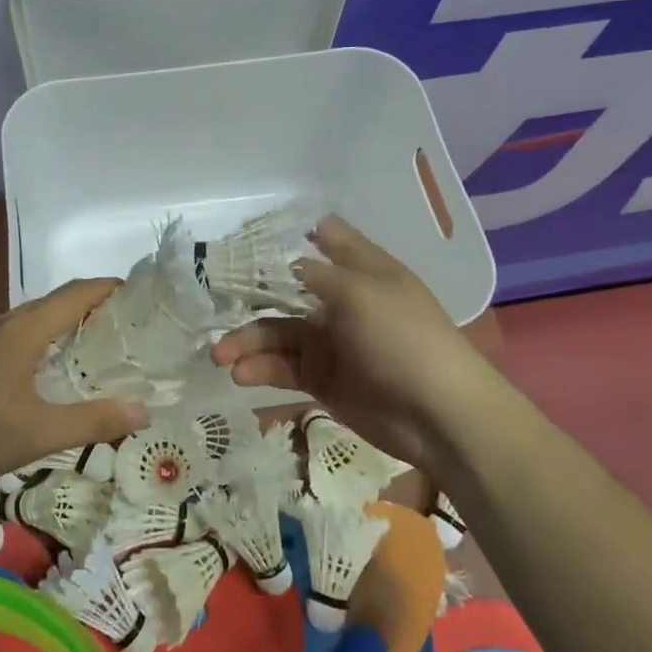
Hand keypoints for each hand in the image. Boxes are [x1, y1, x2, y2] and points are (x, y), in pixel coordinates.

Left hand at [0, 279, 149, 506]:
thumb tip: (144, 411)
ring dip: (63, 325)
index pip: (75, 293)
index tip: (139, 293)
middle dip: (90, 307)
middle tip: (126, 326)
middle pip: (53, 303)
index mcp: (22, 330)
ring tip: (95, 347)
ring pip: (31, 321)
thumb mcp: (40, 433)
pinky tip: (48, 373)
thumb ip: (94, 420)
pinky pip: (14, 338)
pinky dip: (41, 343)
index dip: (107, 287)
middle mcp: (1, 325)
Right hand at [210, 216, 490, 473]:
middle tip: (212, 304)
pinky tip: (241, 374)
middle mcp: (343, 302)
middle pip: (287, 291)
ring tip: (220, 356)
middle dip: (250, 297)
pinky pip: (284, 369)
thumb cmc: (403, 339)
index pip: (325, 240)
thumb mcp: (360, 293)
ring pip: (278, 334)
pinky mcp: (323, 381)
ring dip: (248, 342)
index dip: (291, 235)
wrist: (439, 416)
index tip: (250, 235)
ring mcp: (332, 343)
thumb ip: (316, 274)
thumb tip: (285, 260)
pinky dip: (261, 370)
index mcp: (362, 271)